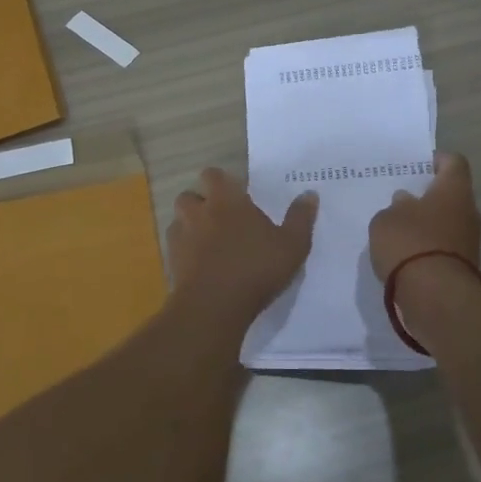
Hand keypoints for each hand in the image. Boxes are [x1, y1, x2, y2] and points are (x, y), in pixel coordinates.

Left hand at [168, 168, 318, 318]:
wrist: (213, 307)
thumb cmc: (255, 269)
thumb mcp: (291, 246)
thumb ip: (300, 218)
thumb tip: (309, 194)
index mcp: (226, 201)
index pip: (212, 175)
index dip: (221, 181)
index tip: (235, 194)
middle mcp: (198, 212)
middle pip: (190, 196)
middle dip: (201, 203)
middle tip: (221, 218)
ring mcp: (180, 236)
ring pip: (179, 221)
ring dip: (190, 225)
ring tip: (208, 241)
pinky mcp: (171, 261)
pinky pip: (175, 247)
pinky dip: (185, 250)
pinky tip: (200, 264)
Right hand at [367, 151, 480, 282]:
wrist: (436, 297)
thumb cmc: (410, 243)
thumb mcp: (386, 219)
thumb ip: (395, 207)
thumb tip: (406, 202)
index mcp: (454, 190)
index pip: (454, 162)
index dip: (437, 160)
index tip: (418, 166)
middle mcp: (468, 212)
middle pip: (451, 195)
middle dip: (428, 196)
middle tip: (400, 199)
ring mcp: (469, 242)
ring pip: (447, 223)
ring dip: (427, 225)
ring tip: (398, 230)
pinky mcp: (464, 268)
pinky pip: (444, 248)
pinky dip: (428, 248)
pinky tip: (405, 255)